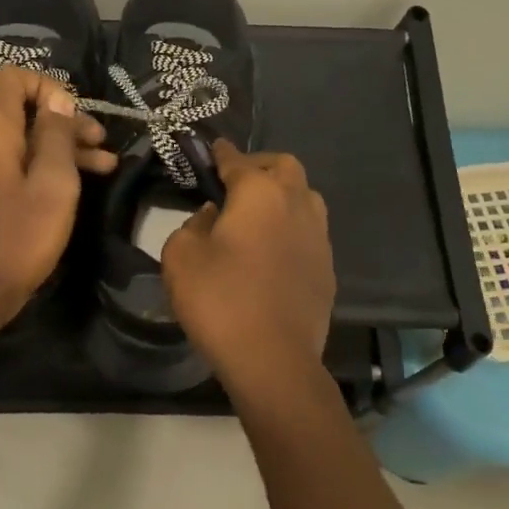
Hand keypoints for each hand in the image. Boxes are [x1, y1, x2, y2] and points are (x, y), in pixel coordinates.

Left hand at [0, 65, 116, 334]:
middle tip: (100, 144)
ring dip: (54, 145)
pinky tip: (66, 184)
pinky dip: (31, 162)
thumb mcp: (54, 184)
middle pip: (16, 107)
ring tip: (101, 165)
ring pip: (12, 135)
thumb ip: (58, 134)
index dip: (49, 86)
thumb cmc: (16, 239)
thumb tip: (58, 99)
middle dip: (62, 120)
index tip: (77, 116)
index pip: (12, 75)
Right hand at [161, 140, 335, 391]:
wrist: (273, 359)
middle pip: (284, 166)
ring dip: (282, 194)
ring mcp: (318, 235)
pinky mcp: (327, 266)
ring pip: (305, 195)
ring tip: (258, 212)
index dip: (221, 153)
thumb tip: (212, 216)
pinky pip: (310, 230)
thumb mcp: (181, 256)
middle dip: (260, 165)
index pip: (237, 160)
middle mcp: (296, 202)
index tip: (212, 149)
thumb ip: (193, 224)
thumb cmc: (220, 300)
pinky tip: (274, 247)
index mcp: (259, 192)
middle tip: (236, 182)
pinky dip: (292, 226)